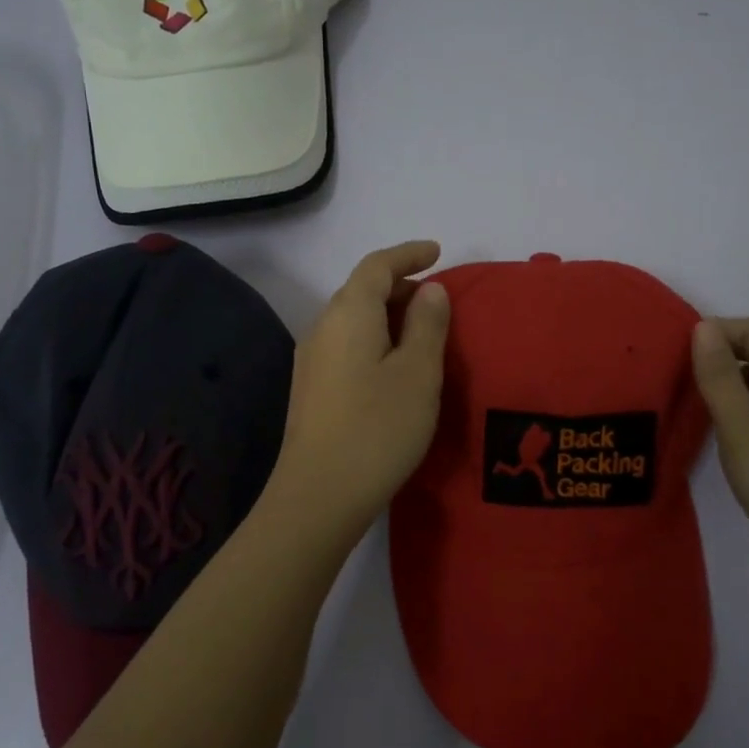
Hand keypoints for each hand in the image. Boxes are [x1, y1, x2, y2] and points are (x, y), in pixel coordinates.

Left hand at [266, 241, 450, 541]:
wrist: (319, 495)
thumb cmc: (378, 427)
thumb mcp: (418, 373)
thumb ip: (427, 324)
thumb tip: (429, 290)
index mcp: (349, 313)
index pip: (377, 265)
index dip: (408, 254)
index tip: (437, 252)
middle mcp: (323, 327)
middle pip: (361, 289)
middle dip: (400, 285)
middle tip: (437, 299)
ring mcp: (311, 359)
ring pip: (353, 319)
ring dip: (386, 314)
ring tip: (421, 332)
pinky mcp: (311, 389)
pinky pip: (346, 343)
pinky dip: (373, 338)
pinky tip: (392, 365)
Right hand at [691, 318, 748, 606]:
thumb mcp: (743, 431)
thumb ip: (720, 378)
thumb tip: (703, 327)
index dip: (715, 331)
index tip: (673, 349)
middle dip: (720, 354)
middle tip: (675, 372)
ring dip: (730, 382)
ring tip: (691, 398)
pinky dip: (744, 409)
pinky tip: (723, 433)